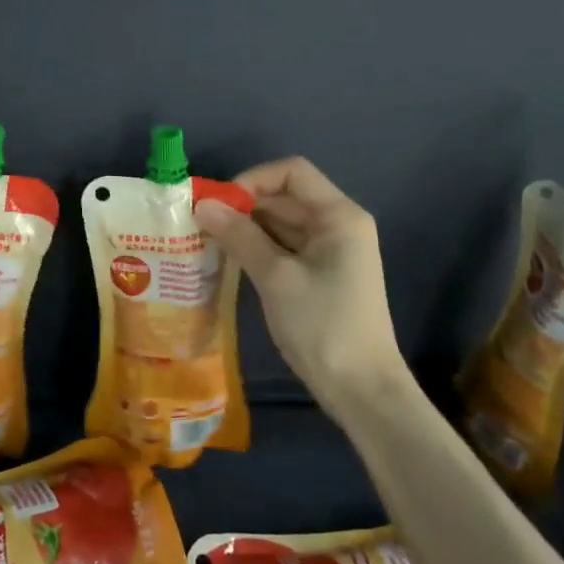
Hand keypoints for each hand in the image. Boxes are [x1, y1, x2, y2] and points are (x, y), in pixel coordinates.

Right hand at [193, 157, 403, 419]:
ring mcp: (330, 251)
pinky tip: (229, 261)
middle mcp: (337, 225)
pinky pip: (284, 247)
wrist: (362, 391)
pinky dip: (257, 249)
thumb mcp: (276, 277)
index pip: (291, 172)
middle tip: (201, 225)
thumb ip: (239, 236)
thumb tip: (203, 204)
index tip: (220, 205)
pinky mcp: (321, 274)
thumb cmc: (323, 326)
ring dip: (246, 228)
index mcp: (338, 216)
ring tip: (208, 242)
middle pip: (284, 197)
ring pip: (281, 223)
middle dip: (243, 206)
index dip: (252, 180)